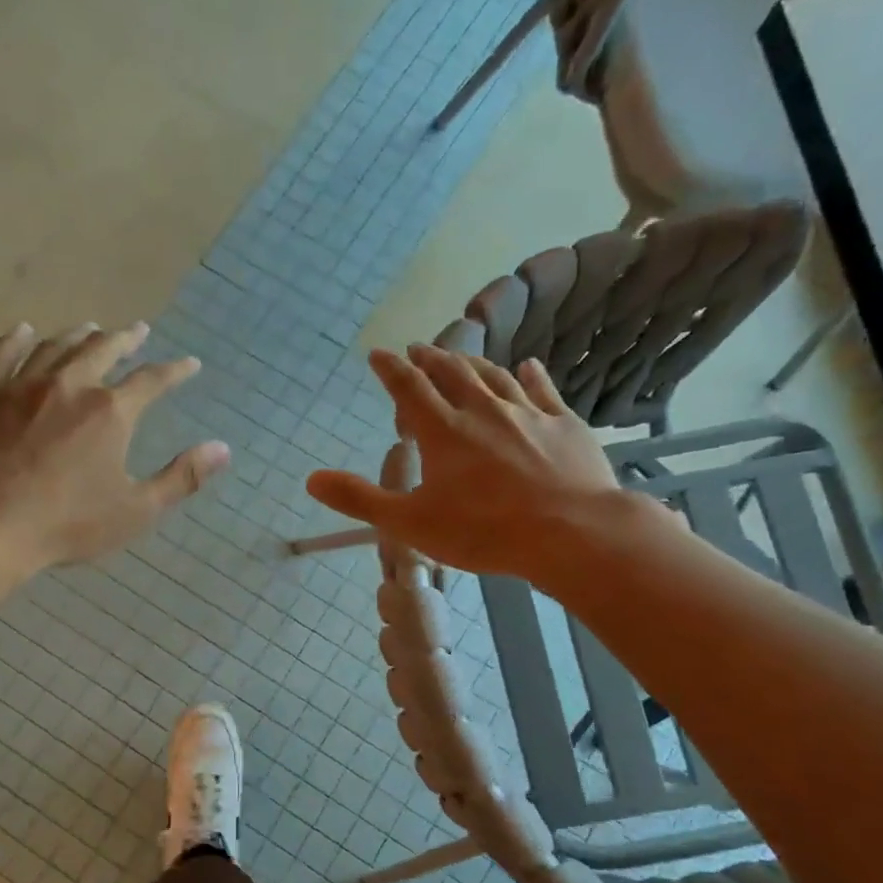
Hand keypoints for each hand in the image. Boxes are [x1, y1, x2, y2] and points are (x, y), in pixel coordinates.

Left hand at [0, 321, 230, 567]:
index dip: (175, 371)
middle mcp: (69, 385)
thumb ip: (182, 478)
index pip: (152, 380)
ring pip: (55, 347)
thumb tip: (223, 449)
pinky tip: (23, 331)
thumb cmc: (67, 523)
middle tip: (137, 330)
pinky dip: (16, 340)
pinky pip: (1, 355)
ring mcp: (21, 386)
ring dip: (77, 336)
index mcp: (110, 412)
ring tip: (90, 328)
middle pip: (102, 350)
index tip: (189, 364)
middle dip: (125, 339)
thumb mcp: (136, 510)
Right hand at [305, 346, 627, 582]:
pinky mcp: (564, 424)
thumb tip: (311, 479)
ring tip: (460, 356)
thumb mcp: (409, 523)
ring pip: (494, 377)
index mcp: (443, 432)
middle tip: (418, 349)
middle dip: (431, 358)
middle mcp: (483, 411)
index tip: (378, 354)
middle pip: (452, 373)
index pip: (409, 389)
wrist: (571, 533)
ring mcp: (527, 414)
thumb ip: (360, 499)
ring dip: (472, 363)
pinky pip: (543, 390)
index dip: (390, 369)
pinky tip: (527, 366)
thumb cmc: (483, 530)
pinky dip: (530, 375)